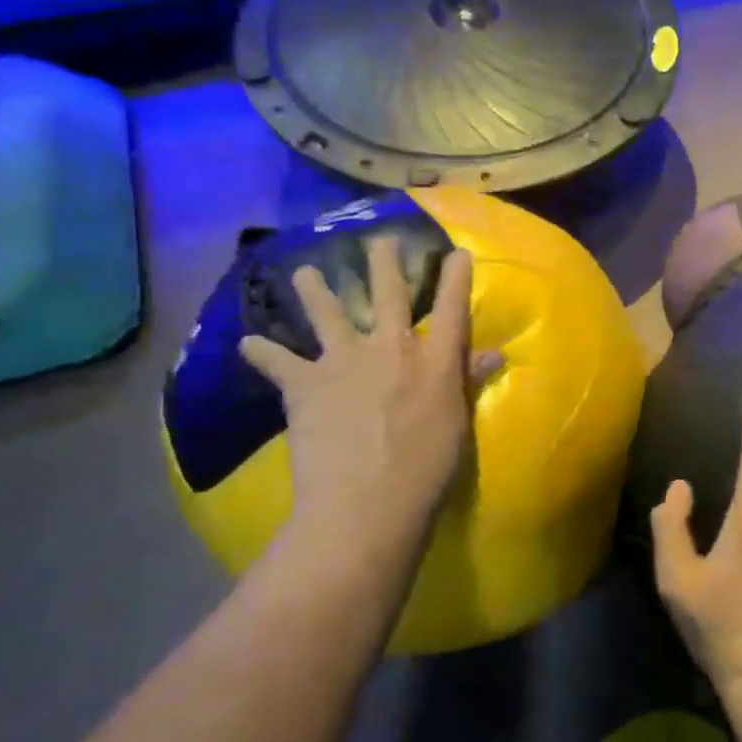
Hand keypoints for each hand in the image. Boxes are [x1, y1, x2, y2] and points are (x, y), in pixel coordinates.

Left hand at [239, 239, 501, 544]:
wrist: (368, 501)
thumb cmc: (428, 469)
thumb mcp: (458, 424)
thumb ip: (467, 383)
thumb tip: (494, 354)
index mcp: (436, 360)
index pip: (452, 308)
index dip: (456, 277)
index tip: (456, 252)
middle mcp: (391, 348)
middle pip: (387, 294)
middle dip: (383, 263)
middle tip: (378, 240)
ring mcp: (345, 361)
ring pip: (327, 312)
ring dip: (315, 289)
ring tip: (303, 272)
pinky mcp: (305, 384)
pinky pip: (276, 361)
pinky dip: (261, 352)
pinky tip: (248, 344)